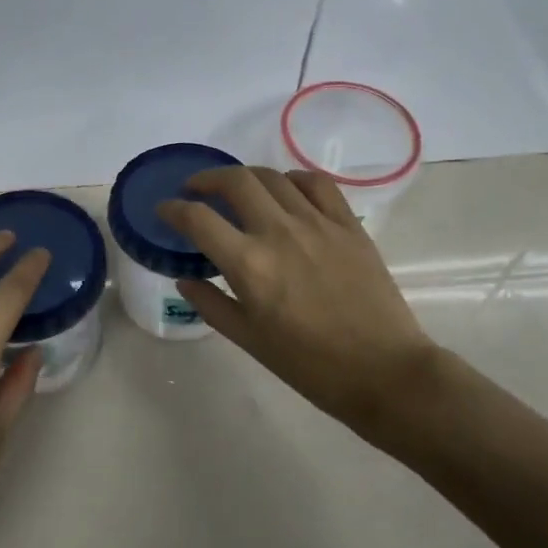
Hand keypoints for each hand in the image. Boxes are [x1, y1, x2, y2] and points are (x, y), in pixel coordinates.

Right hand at [158, 168, 439, 444]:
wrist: (383, 371)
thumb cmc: (310, 366)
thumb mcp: (249, 341)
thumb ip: (212, 304)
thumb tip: (185, 278)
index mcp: (250, 266)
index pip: (198, 219)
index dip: (173, 209)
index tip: (164, 210)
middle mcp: (280, 233)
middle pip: (235, 181)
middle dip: (207, 179)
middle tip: (196, 190)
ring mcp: (318, 224)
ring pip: (273, 177)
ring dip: (246, 176)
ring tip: (238, 190)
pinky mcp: (348, 225)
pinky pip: (316, 183)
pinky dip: (293, 179)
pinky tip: (286, 191)